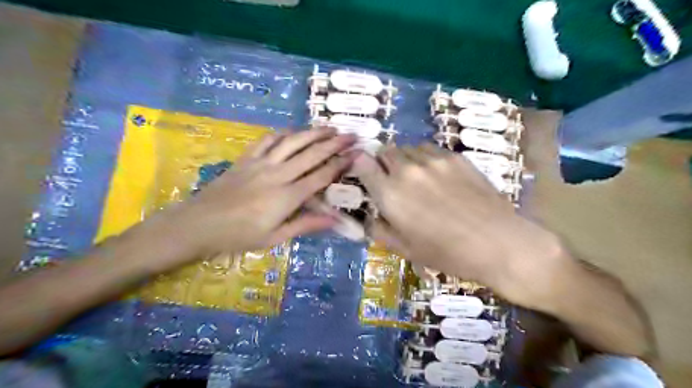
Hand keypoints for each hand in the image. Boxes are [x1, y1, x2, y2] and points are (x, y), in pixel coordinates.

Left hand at [140, 128, 356, 269]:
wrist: (198, 224)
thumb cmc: (239, 236)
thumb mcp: (275, 238)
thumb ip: (305, 225)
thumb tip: (335, 220)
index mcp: (287, 197)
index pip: (321, 176)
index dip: (340, 164)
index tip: (356, 153)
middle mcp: (278, 174)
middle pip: (311, 154)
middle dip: (334, 143)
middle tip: (351, 135)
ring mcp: (261, 163)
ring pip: (293, 142)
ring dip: (313, 133)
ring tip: (330, 127)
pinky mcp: (246, 158)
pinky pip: (268, 140)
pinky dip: (284, 133)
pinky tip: (294, 130)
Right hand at [352, 143, 567, 306]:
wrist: (499, 243)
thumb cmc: (447, 254)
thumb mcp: (404, 249)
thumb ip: (378, 229)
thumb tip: (369, 216)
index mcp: (390, 194)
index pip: (363, 163)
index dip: (360, 166)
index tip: (366, 174)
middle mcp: (407, 170)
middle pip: (385, 151)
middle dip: (383, 163)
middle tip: (392, 181)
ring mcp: (433, 160)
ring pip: (408, 148)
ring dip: (405, 159)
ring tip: (416, 178)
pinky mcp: (455, 157)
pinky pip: (430, 150)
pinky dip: (425, 159)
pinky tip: (438, 177)